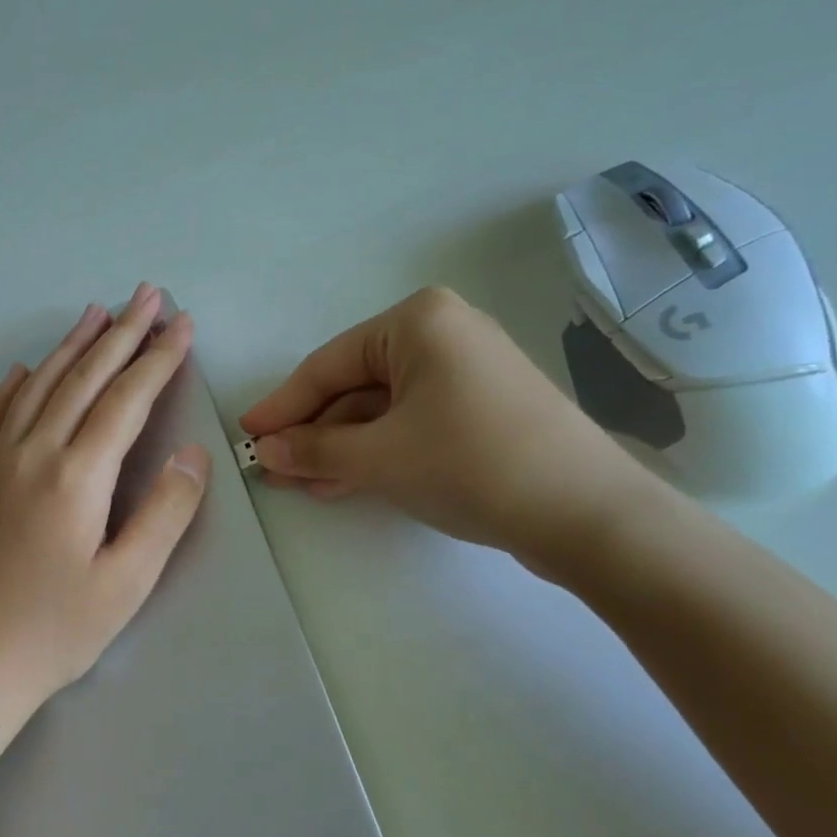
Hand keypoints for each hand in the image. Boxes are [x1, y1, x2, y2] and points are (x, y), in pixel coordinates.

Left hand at [0, 283, 210, 710]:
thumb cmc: (56, 632)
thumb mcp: (128, 581)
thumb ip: (165, 511)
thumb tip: (191, 452)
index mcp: (76, 476)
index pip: (126, 400)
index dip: (158, 358)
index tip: (182, 324)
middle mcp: (31, 453)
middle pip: (83, 379)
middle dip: (120, 333)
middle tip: (147, 295)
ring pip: (36, 388)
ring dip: (70, 347)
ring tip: (94, 312)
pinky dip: (10, 387)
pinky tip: (23, 371)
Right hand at [240, 286, 662, 569]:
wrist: (589, 515)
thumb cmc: (471, 464)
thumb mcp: (379, 457)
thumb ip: (314, 450)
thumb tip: (266, 452)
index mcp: (417, 322)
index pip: (328, 365)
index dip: (283, 406)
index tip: (248, 436)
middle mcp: (442, 334)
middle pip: (354, 386)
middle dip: (313, 432)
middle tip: (272, 468)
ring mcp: (466, 372)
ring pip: (381, 410)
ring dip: (341, 449)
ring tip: (301, 485)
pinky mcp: (482, 410)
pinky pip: (412, 424)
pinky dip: (378, 452)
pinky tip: (343, 483)